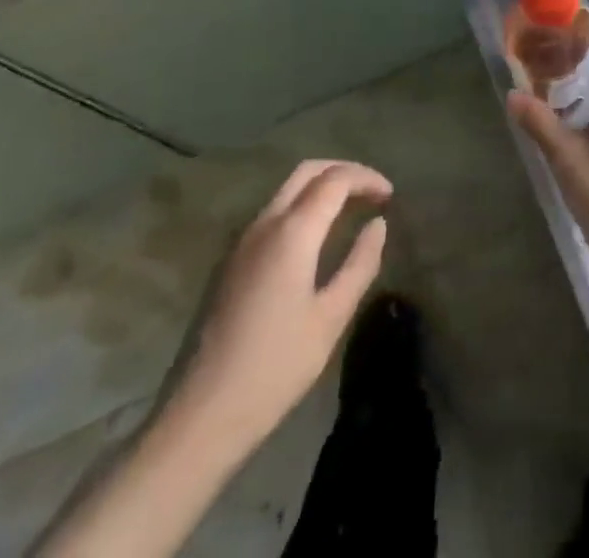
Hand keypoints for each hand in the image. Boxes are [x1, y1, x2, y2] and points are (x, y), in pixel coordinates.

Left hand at [172, 160, 390, 451]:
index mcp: (292, 232)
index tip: (390, 195)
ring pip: (286, 190)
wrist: (198, 417)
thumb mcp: (331, 318)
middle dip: (343, 172)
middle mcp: (264, 224)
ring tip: (350, 210)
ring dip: (320, 187)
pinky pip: (271, 213)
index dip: (367, 178)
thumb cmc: (274, 368)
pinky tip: (315, 237)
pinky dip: (301, 207)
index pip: (335, 180)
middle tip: (371, 192)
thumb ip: (360, 264)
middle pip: (307, 172)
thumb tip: (378, 224)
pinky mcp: (228, 262)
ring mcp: (240, 242)